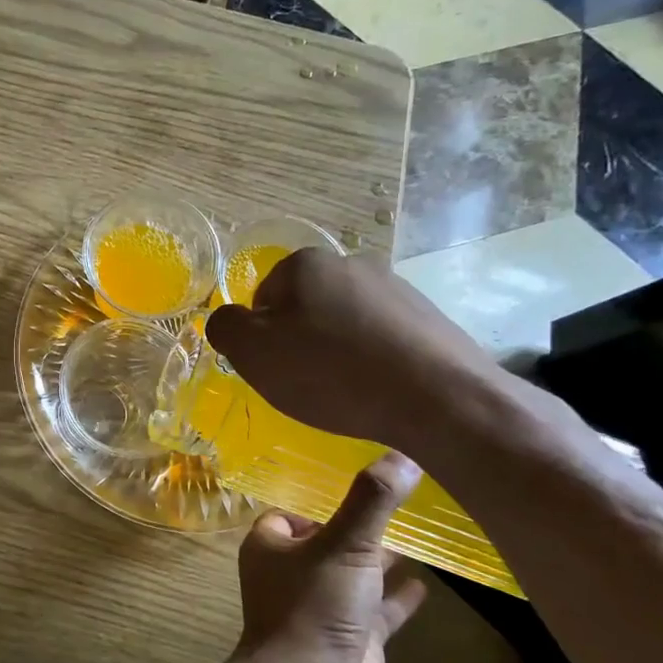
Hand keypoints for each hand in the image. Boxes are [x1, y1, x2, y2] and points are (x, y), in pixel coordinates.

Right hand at [204, 249, 496, 455]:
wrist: (438, 399)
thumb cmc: (331, 371)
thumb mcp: (253, 353)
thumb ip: (224, 328)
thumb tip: (228, 320)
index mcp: (306, 264)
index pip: (263, 297)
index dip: (261, 337)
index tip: (275, 368)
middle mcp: (352, 263)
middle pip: (305, 307)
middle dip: (299, 341)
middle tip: (305, 382)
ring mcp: (396, 288)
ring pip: (344, 322)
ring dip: (336, 351)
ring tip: (345, 391)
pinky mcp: (429, 318)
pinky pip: (381, 339)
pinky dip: (372, 361)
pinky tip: (377, 390)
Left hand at [233, 452, 429, 662]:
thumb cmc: (314, 606)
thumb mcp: (344, 544)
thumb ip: (372, 501)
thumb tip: (403, 452)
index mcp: (272, 547)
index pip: (291, 512)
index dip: (317, 498)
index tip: (356, 478)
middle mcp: (293, 575)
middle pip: (327, 542)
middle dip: (356, 526)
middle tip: (397, 501)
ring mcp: (323, 610)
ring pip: (355, 576)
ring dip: (380, 560)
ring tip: (417, 533)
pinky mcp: (353, 641)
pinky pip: (378, 611)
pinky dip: (397, 599)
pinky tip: (426, 584)